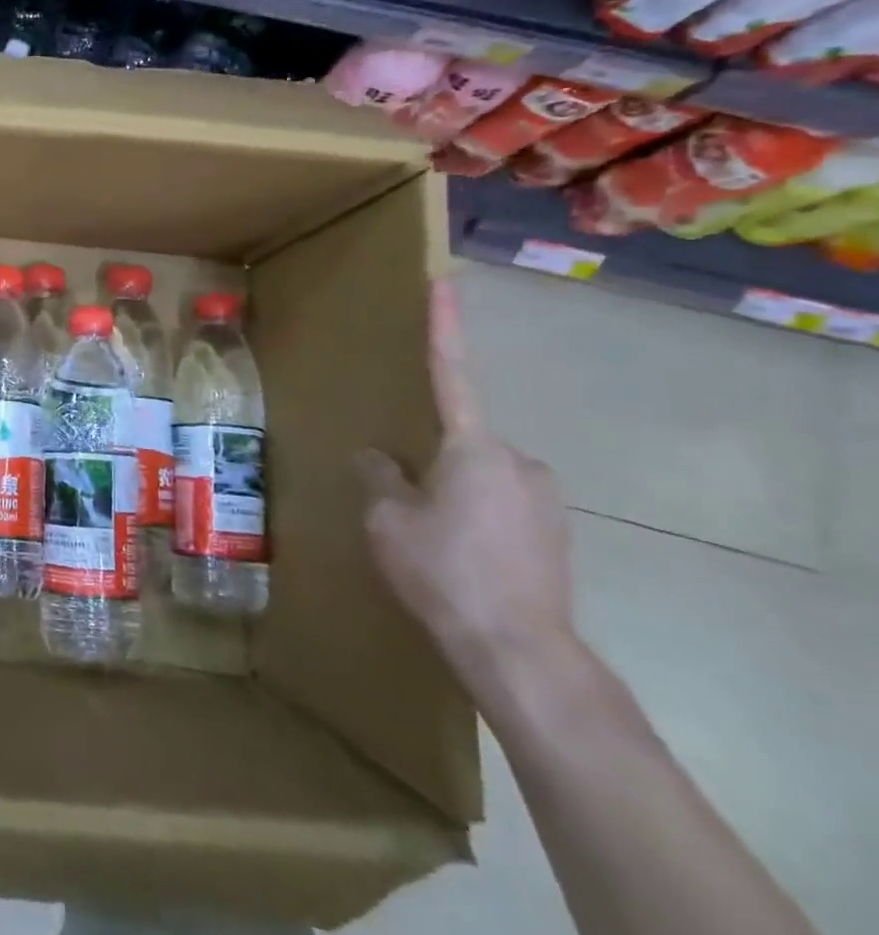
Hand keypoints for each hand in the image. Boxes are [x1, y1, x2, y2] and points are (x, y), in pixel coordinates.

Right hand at [355, 279, 575, 691]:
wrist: (519, 651)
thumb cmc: (442, 571)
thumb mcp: (387, 520)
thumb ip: (379, 478)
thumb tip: (378, 458)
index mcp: (472, 447)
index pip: (451, 374)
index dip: (444, 327)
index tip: (445, 283)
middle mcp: (518, 460)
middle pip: (459, 443)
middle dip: (430, 463)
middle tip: (405, 505)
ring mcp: (544, 498)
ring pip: (479, 479)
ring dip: (452, 495)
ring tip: (430, 542)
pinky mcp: (556, 533)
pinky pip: (500, 507)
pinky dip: (475, 520)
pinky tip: (460, 560)